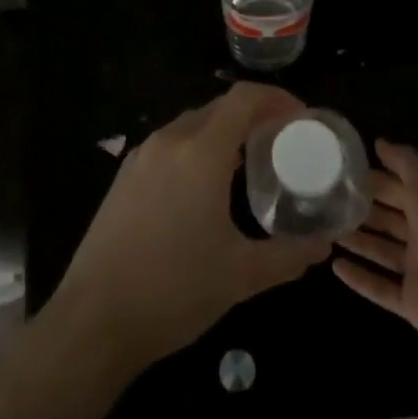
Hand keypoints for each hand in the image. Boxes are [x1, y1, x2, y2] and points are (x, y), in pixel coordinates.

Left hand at [47, 83, 330, 372]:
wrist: (94, 320)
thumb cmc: (174, 290)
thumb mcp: (241, 276)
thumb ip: (288, 255)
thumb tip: (323, 245)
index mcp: (200, 152)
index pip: (243, 98)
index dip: (276, 98)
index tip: (301, 118)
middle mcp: (169, 141)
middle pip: (219, 107)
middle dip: (253, 115)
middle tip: (281, 141)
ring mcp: (142, 156)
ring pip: (192, 124)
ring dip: (224, 131)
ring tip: (249, 162)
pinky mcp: (125, 176)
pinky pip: (170, 144)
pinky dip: (197, 147)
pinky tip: (206, 185)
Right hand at [334, 140, 417, 366]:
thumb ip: (404, 163)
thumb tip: (379, 142)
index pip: (396, 186)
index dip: (371, 178)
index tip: (338, 170)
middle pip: (386, 217)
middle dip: (360, 208)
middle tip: (323, 200)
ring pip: (380, 250)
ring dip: (356, 240)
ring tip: (323, 229)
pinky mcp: (412, 302)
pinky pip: (380, 288)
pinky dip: (359, 278)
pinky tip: (334, 266)